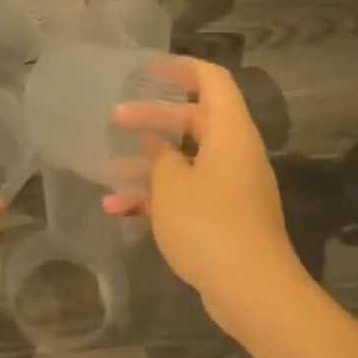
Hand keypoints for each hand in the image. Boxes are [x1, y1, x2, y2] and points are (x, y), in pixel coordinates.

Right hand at [105, 57, 307, 328]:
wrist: (251, 289)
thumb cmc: (209, 224)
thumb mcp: (172, 185)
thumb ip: (160, 157)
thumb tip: (157, 145)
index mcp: (230, 133)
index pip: (212, 81)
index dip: (181, 69)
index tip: (146, 69)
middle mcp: (235, 153)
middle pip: (193, 121)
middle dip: (152, 119)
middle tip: (113, 119)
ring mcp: (231, 187)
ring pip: (186, 161)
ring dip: (148, 164)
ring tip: (106, 170)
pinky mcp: (224, 217)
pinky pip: (188, 194)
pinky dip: (157, 198)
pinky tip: (118, 211)